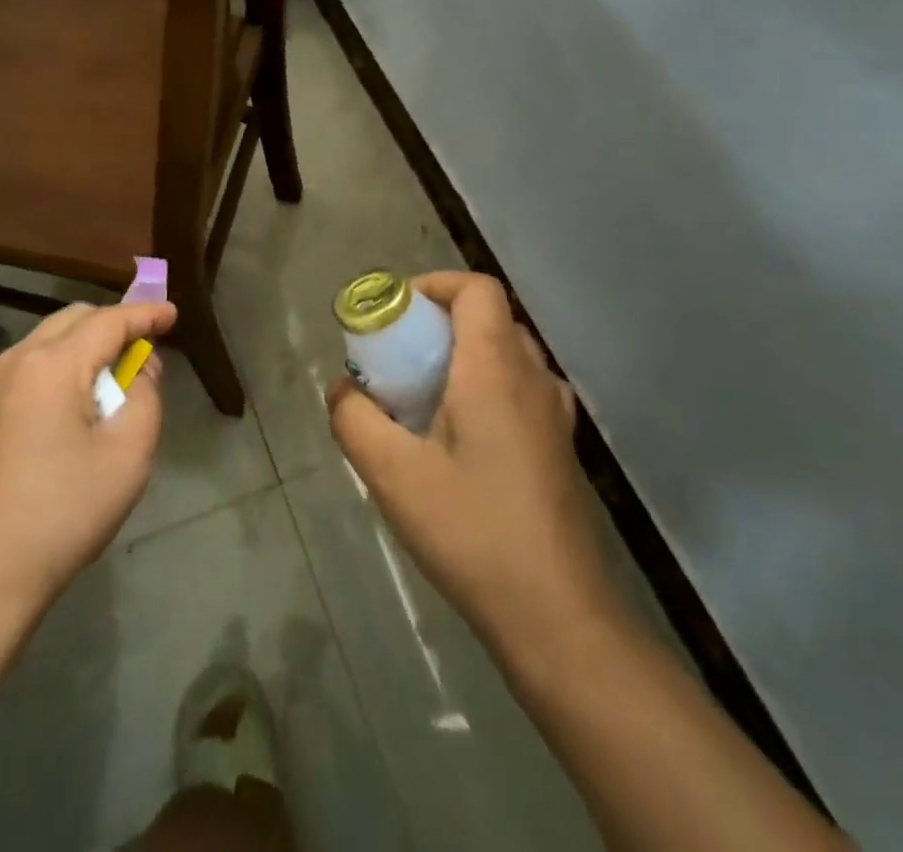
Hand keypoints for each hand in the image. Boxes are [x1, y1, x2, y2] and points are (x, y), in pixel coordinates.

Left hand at [0, 299, 176, 613]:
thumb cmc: (67, 510)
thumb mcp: (128, 453)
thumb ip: (145, 395)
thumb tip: (139, 367)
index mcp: (52, 365)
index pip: (108, 322)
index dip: (144, 314)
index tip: (172, 313)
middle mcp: (15, 361)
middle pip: (73, 320)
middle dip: (112, 325)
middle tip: (144, 348)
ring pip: (46, 340)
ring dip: (83, 346)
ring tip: (111, 378)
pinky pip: (27, 366)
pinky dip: (57, 366)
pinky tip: (72, 403)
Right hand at [327, 271, 616, 661]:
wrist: (559, 617)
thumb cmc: (472, 531)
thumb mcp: (392, 474)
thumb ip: (354, 419)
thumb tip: (341, 390)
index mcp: (497, 368)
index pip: (477, 289)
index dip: (435, 285)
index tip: (396, 314)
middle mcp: (534, 378)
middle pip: (489, 318)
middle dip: (439, 323)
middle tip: (399, 357)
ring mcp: (555, 415)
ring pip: (506, 355)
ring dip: (463, 356)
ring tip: (422, 397)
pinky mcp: (560, 448)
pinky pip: (519, 390)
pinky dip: (484, 388)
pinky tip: (456, 439)